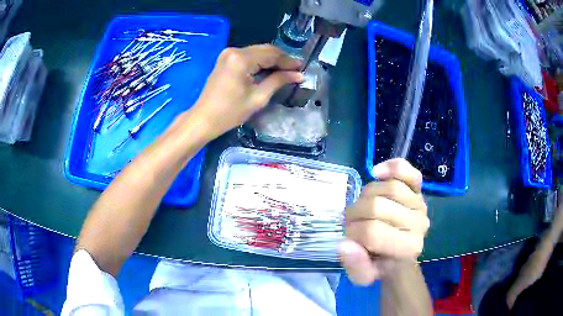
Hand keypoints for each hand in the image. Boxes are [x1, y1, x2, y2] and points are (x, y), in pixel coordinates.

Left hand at [192, 44, 303, 138]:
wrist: (204, 119)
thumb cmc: (230, 112)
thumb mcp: (258, 98)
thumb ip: (278, 81)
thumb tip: (299, 75)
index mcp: (241, 59)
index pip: (271, 54)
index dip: (288, 61)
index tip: (302, 68)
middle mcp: (234, 50)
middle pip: (265, 50)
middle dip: (281, 59)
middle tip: (296, 69)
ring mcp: (228, 53)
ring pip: (257, 51)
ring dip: (272, 60)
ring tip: (286, 70)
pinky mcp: (225, 59)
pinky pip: (248, 55)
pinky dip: (260, 61)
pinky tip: (270, 69)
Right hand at [338, 159, 429, 285]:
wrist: (400, 254)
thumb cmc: (380, 264)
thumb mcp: (363, 276)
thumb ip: (355, 265)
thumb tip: (344, 243)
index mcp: (408, 248)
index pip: (372, 231)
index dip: (352, 232)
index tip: (349, 237)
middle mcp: (419, 224)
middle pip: (377, 205)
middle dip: (355, 214)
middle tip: (352, 223)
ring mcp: (420, 204)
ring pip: (387, 186)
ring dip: (366, 195)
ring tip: (362, 208)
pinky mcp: (418, 189)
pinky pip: (408, 171)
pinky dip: (392, 167)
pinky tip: (377, 173)